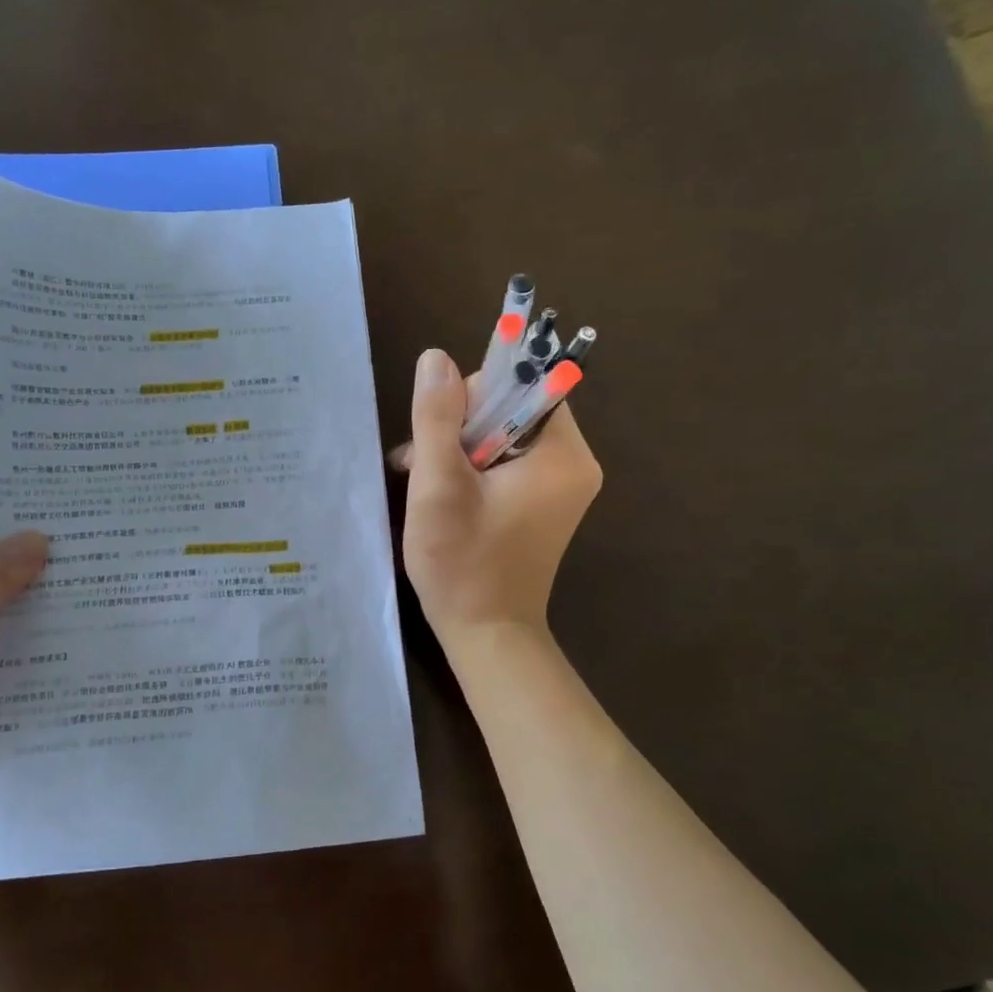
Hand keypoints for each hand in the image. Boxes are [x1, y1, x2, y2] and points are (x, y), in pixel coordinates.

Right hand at [401, 348, 600, 641]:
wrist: (487, 635)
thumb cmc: (462, 563)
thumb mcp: (438, 486)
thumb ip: (436, 418)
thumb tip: (436, 357)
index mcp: (562, 454)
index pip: (524, 384)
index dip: (475, 393)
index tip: (438, 429)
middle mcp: (573, 464)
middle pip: (512, 408)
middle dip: (459, 427)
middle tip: (419, 464)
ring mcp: (562, 486)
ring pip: (503, 435)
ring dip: (458, 449)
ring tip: (421, 483)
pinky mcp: (544, 504)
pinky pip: (507, 463)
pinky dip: (473, 470)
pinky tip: (441, 494)